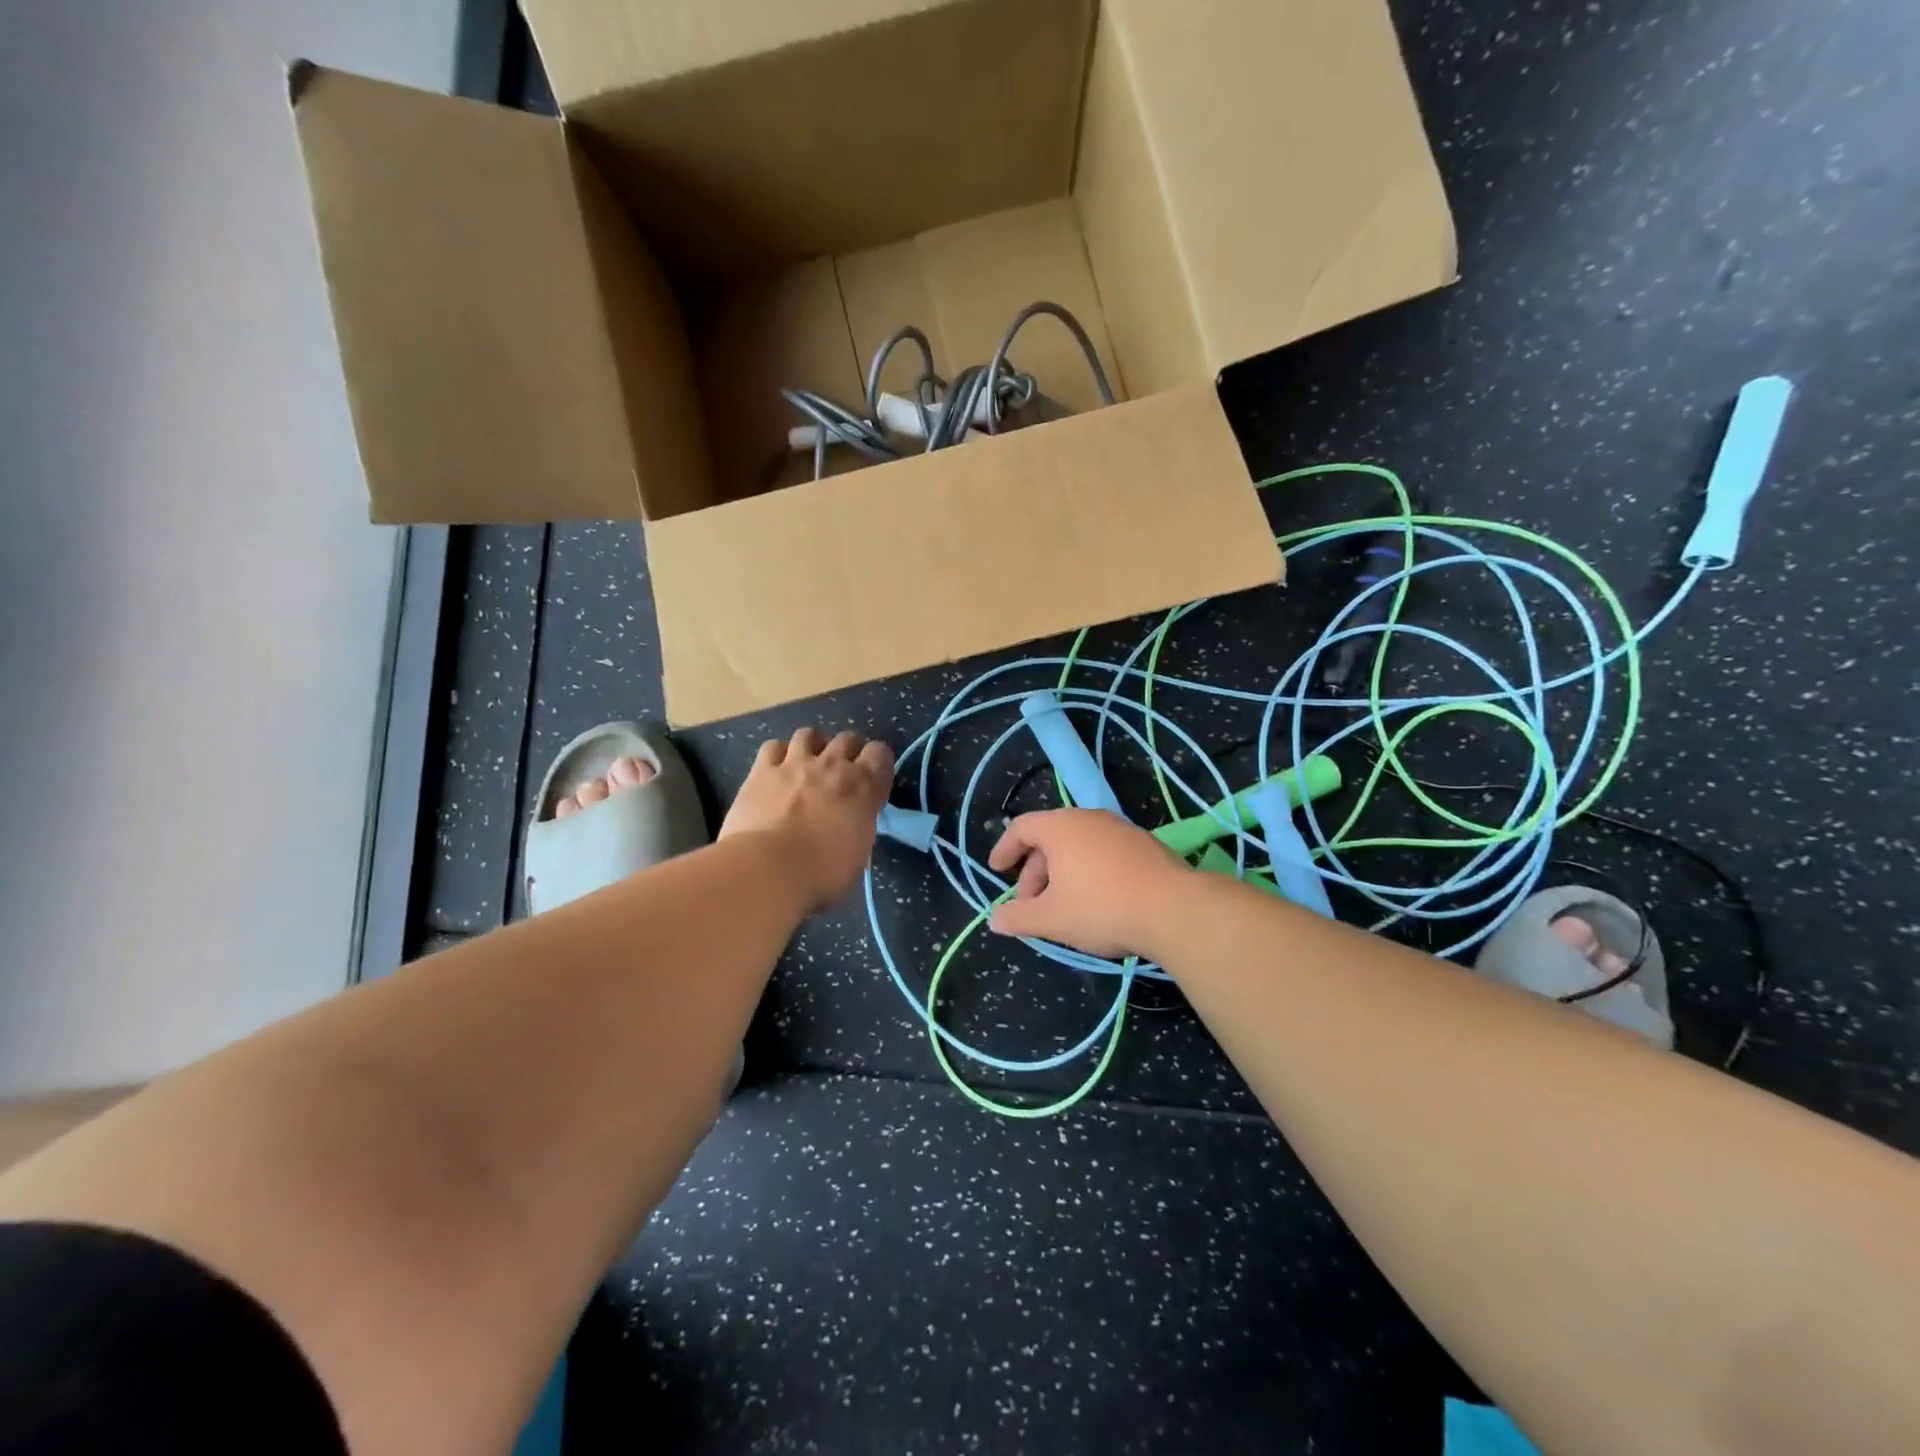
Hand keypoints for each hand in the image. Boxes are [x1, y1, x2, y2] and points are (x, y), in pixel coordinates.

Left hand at [720, 728, 894, 912]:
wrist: (769, 869)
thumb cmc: (822, 873)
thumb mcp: (857, 855)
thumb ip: (857, 828)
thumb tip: (851, 825)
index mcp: (864, 787)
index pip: (881, 753)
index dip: (876, 763)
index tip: (870, 780)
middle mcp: (833, 765)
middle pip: (847, 738)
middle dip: (846, 751)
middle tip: (838, 775)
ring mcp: (796, 763)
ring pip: (809, 734)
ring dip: (812, 746)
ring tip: (806, 765)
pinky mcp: (762, 770)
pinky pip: (773, 747)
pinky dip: (777, 755)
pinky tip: (775, 771)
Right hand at [987, 810, 1190, 958]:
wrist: (1174, 910)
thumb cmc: (1101, 907)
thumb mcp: (1051, 919)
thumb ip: (1017, 917)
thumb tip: (994, 919)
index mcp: (1060, 827)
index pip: (1021, 828)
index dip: (1004, 849)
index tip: (996, 870)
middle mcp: (1088, 818)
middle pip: (1050, 838)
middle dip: (1034, 872)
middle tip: (1030, 906)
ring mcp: (1120, 829)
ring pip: (1079, 846)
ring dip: (1062, 873)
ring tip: (1062, 907)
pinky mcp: (1145, 845)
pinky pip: (1104, 852)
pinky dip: (1089, 871)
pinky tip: (1097, 902)